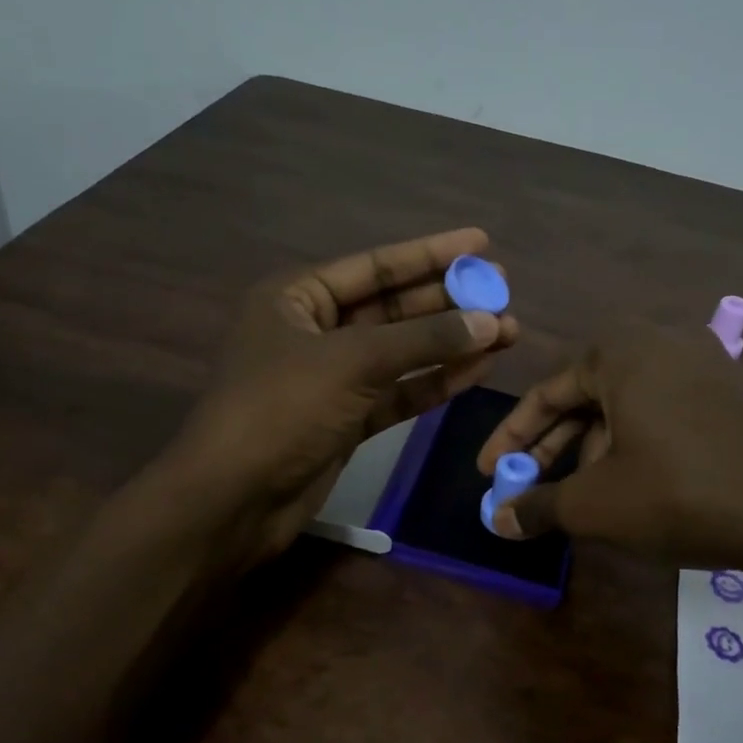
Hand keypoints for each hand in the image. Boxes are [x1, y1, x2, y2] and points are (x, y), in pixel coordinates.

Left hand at [162, 228, 517, 563]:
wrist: (235, 499)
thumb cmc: (282, 410)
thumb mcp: (352, 362)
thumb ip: (423, 340)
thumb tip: (488, 322)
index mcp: (297, 298)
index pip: (375, 266)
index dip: (430, 254)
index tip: (481, 242)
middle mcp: (314, 331)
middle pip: (393, 308)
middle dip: (448, 302)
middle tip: (503, 292)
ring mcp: (332, 379)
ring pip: (401, 354)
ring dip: (450, 344)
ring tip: (507, 332)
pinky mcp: (347, 421)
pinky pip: (398, 392)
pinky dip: (435, 382)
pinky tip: (477, 370)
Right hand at [475, 323, 742, 573]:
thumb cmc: (680, 493)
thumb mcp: (596, 504)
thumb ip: (538, 506)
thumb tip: (496, 520)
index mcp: (620, 352)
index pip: (545, 393)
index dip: (510, 439)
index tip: (488, 474)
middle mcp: (661, 343)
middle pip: (586, 398)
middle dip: (552, 447)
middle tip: (527, 488)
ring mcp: (705, 365)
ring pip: (625, 408)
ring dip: (593, 452)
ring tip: (583, 498)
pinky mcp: (734, 394)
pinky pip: (663, 413)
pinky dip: (635, 446)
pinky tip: (634, 487)